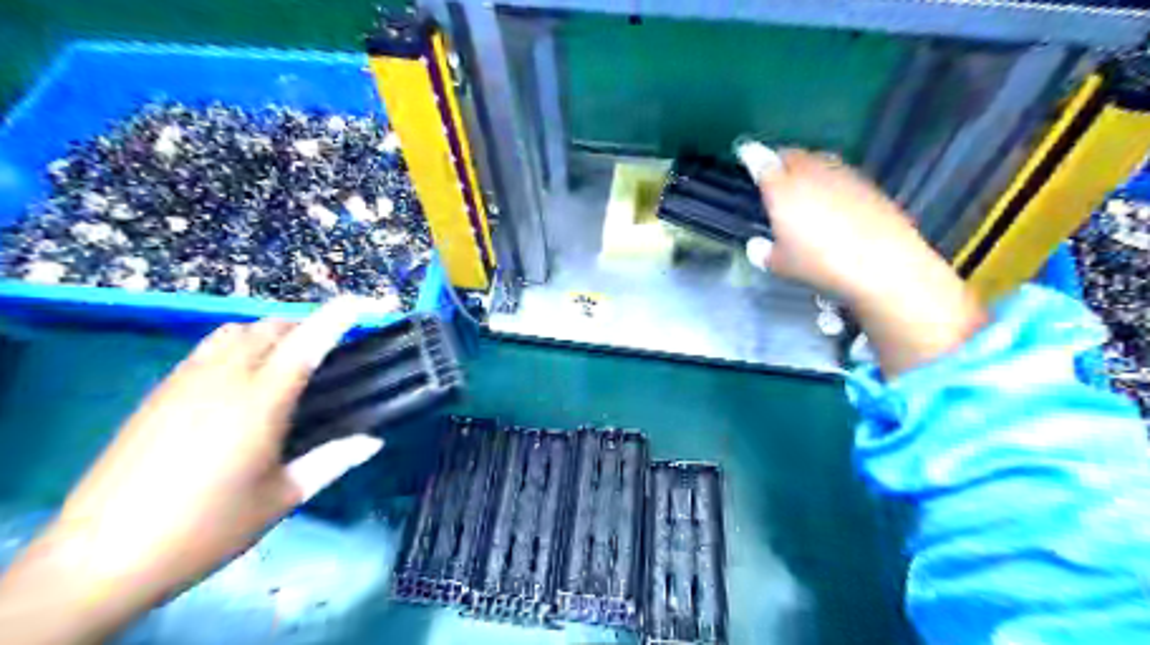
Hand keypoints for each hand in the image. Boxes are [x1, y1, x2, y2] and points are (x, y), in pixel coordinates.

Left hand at [0, 299, 386, 641]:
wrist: (101, 556)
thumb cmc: (206, 527)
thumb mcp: (282, 497)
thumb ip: (332, 461)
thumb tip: (374, 441)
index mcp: (260, 400)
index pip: (307, 341)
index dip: (338, 315)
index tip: (366, 302)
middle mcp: (224, 377)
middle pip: (272, 327)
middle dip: (307, 326)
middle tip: (330, 350)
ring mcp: (185, 380)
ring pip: (236, 331)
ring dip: (270, 334)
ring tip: (287, 361)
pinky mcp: (159, 392)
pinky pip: (209, 348)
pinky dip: (238, 347)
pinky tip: (241, 381)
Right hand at [741, 148, 936, 303]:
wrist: (882, 262)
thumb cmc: (820, 264)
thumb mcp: (781, 266)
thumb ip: (763, 253)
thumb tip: (757, 245)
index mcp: (781, 189)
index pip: (761, 162)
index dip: (751, 155)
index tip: (746, 153)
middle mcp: (810, 173)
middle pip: (791, 155)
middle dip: (780, 160)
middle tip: (774, 173)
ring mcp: (841, 175)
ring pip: (817, 159)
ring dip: (806, 166)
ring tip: (802, 183)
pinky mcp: (866, 183)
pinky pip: (839, 172)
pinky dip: (829, 178)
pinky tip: (832, 197)